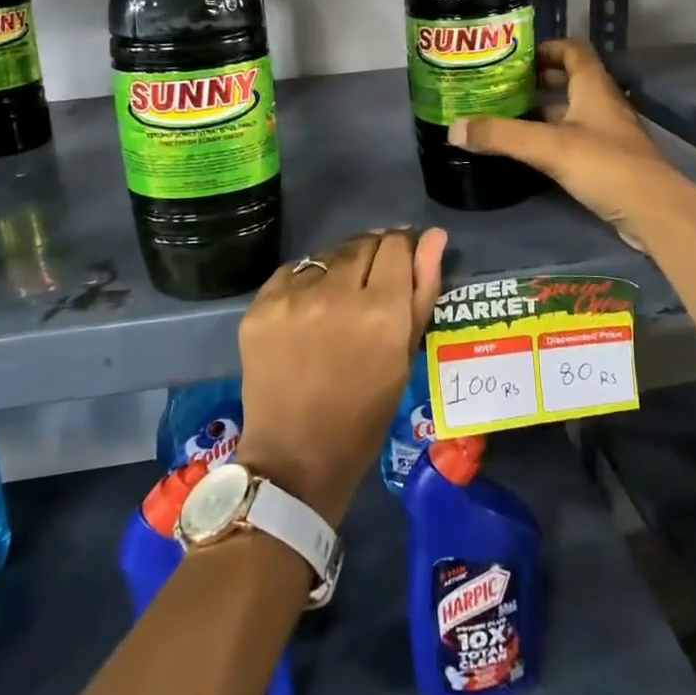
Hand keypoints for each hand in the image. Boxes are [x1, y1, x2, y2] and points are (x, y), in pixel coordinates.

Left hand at [236, 228, 447, 524]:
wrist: (295, 458)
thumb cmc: (364, 415)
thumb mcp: (404, 357)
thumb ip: (422, 290)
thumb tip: (434, 236)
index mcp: (382, 312)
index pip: (396, 245)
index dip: (403, 249)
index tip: (401, 262)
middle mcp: (337, 295)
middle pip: (362, 243)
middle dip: (373, 255)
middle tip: (371, 283)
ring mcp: (294, 298)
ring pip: (328, 255)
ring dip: (340, 267)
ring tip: (339, 299)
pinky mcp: (261, 305)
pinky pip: (293, 271)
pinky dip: (306, 282)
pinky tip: (309, 309)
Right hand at [448, 38, 687, 250]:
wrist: (654, 211)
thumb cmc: (605, 165)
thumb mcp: (548, 147)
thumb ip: (502, 136)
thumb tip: (454, 128)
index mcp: (593, 88)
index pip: (574, 51)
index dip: (548, 47)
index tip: (516, 55)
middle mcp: (602, 105)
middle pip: (570, 81)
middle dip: (538, 80)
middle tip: (502, 86)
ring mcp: (607, 135)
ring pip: (571, 112)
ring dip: (543, 111)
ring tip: (507, 116)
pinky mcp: (607, 162)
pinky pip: (574, 139)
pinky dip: (551, 138)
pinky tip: (529, 151)